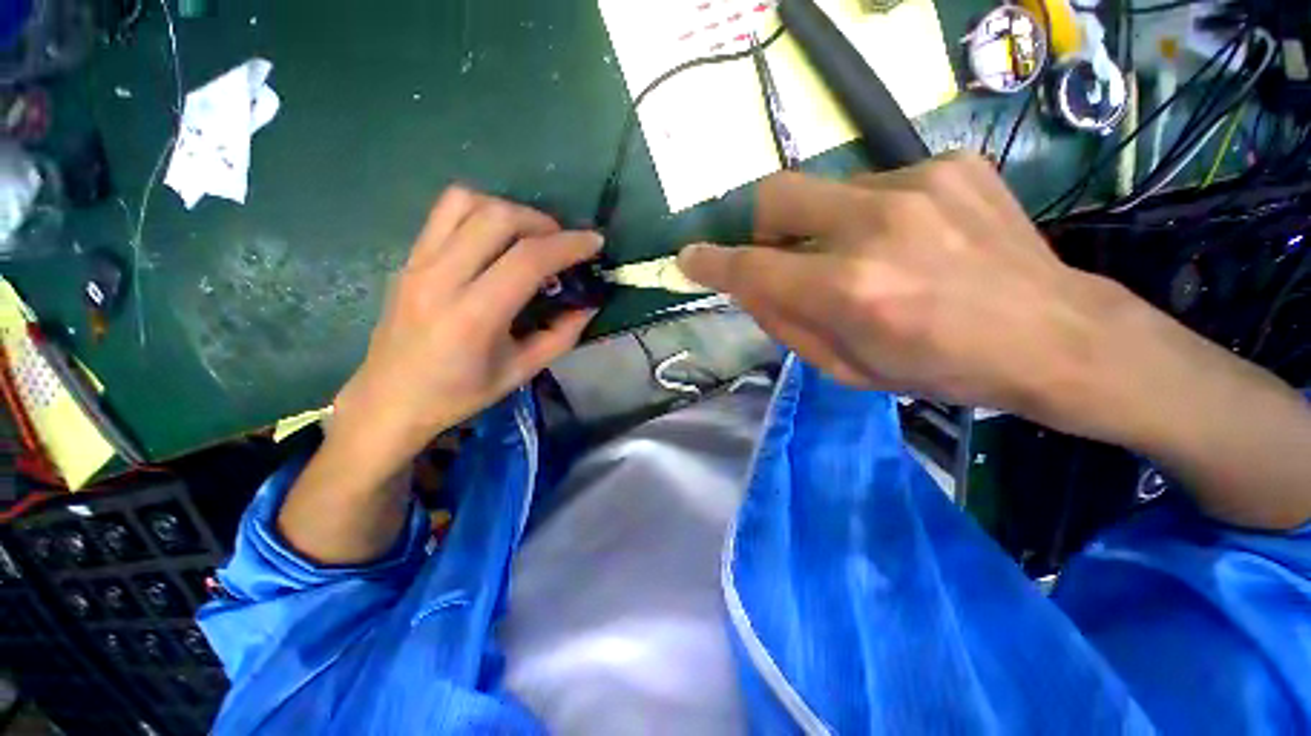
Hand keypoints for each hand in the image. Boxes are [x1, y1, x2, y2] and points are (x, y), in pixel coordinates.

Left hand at [333, 186, 601, 474]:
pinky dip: (480, 211)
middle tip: (561, 243)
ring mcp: (418, 262)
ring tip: (528, 236)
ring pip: (466, 202)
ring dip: (508, 210)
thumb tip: (589, 305)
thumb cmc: (459, 393)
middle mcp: (441, 278)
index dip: (568, 245)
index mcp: (474, 316)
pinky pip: (445, 212)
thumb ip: (561, 336)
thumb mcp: (521, 372)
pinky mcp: (409, 258)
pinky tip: (495, 238)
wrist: (390, 399)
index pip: (528, 260)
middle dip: (541, 222)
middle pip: (497, 217)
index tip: (594, 242)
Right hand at [677, 152, 1136, 437]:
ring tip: (866, 255)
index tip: (690, 257)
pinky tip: (910, 239)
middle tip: (784, 252)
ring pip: (827, 189)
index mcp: (849, 291)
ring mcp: (918, 185)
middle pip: (777, 194)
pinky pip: (878, 182)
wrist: (1053, 335)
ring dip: (824, 224)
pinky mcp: (951, 164)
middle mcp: (875, 227)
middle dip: (762, 224)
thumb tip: (749, 287)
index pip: (751, 267)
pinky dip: (873, 213)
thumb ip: (786, 323)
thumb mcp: (846, 368)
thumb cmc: (939, 368)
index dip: (711, 262)